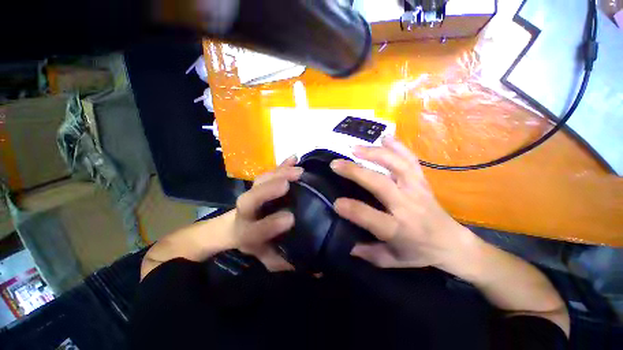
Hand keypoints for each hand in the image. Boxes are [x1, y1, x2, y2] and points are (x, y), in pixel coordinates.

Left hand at [231, 156, 302, 271]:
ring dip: (279, 173)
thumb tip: (318, 270)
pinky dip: (281, 164)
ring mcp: (252, 193)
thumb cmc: (255, 244)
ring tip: (298, 169)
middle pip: (251, 199)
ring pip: (260, 181)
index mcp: (247, 233)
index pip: (255, 230)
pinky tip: (294, 158)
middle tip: (290, 183)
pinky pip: (268, 171)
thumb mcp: (268, 258)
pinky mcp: (259, 183)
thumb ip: (288, 263)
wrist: (236, 227)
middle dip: (269, 190)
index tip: (291, 218)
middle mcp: (247, 211)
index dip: (270, 224)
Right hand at [330, 136, 476, 269]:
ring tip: (355, 148)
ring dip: (374, 154)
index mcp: (399, 229)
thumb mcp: (392, 260)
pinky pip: (411, 159)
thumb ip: (368, 253)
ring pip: (396, 165)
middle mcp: (408, 205)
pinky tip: (384, 137)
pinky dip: (398, 146)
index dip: (352, 209)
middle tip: (336, 164)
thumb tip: (345, 244)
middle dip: (355, 172)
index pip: (372, 217)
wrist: (452, 242)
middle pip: (381, 184)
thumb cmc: (419, 252)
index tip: (335, 202)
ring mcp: (417, 189)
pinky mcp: (422, 180)